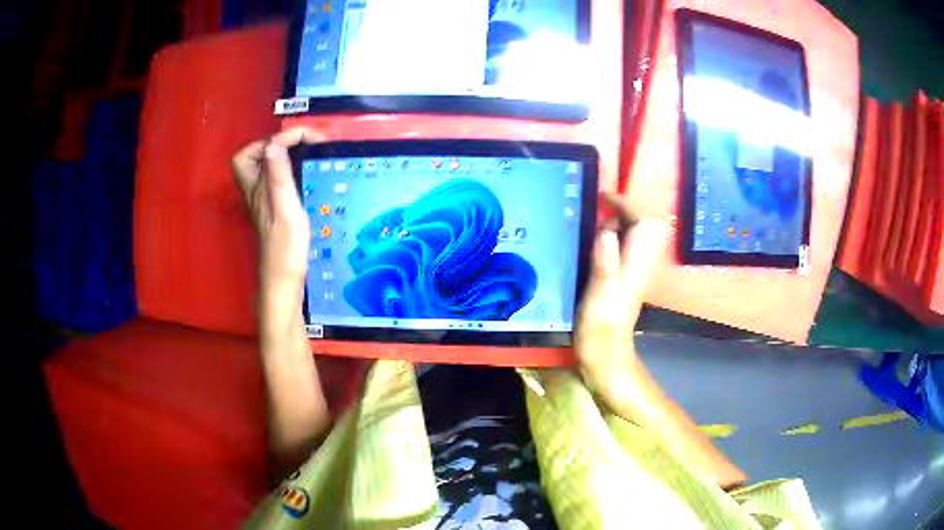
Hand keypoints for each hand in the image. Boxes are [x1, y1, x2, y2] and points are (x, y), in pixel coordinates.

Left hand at [232, 128, 323, 291]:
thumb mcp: (284, 208)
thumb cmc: (285, 247)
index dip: (281, 137)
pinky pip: (277, 178)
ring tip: (307, 153)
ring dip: (284, 154)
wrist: (284, 279)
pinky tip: (306, 175)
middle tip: (302, 144)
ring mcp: (263, 199)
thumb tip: (274, 143)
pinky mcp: (273, 208)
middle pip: (255, 155)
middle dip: (278, 142)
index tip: (306, 138)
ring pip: (266, 166)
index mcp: (256, 187)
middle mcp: (256, 190)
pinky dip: (289, 169)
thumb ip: (278, 176)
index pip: (259, 149)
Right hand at [576, 193, 666, 394]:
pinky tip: (591, 242)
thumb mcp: (599, 296)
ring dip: (616, 221)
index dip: (624, 203)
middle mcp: (641, 261)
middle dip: (622, 209)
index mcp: (637, 262)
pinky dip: (611, 237)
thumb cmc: (601, 330)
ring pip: (633, 234)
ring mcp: (634, 269)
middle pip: (641, 223)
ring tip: (590, 219)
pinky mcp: (625, 277)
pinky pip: (623, 247)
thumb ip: (605, 262)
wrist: (606, 357)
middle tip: (594, 207)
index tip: (601, 197)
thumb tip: (606, 229)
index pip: (642, 220)